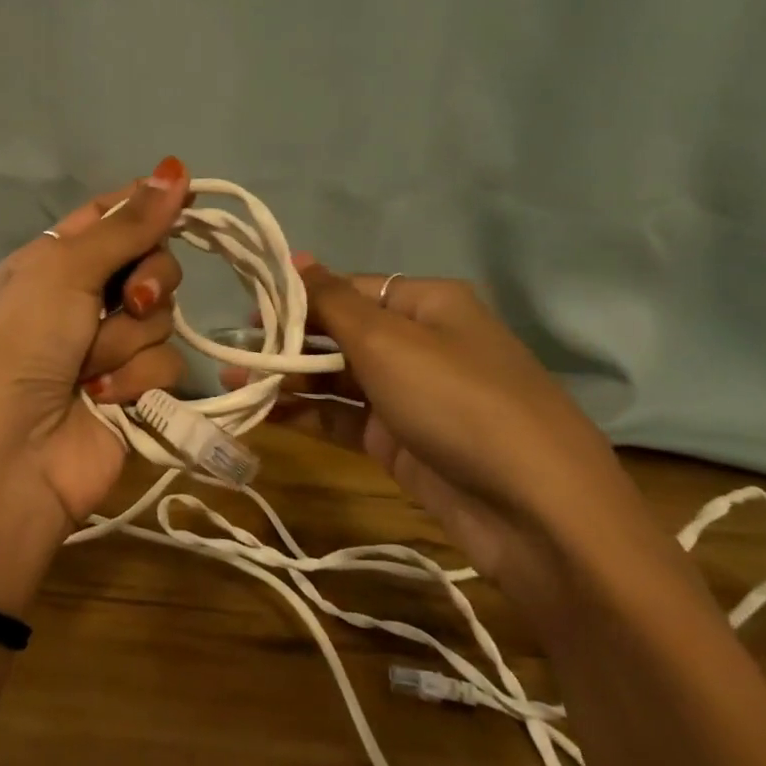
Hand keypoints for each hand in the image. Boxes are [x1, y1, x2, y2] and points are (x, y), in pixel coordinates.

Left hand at [0, 158, 191, 530]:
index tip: (188, 198)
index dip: (149, 204)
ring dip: (127, 343)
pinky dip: (135, 382)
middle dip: (148, 281)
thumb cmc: (19, 348)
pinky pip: (168, 366)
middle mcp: (85, 297)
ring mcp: (112, 347)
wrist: (7, 461)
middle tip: (126, 301)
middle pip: (153, 262)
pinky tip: (102, 401)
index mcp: (55, 259)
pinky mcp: (136, 392)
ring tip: (88, 371)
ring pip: (163, 317)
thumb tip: (175, 167)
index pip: (114, 215)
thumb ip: (126, 225)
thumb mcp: (62, 272)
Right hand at [225, 259, 660, 612]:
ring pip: (337, 379)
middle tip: (231, 353)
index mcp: (426, 303)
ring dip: (287, 380)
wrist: (534, 510)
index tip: (247, 308)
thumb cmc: (457, 400)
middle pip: (340, 333)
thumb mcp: (388, 341)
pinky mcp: (400, 442)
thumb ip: (332, 301)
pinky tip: (263, 415)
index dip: (298, 296)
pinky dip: (306, 415)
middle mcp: (419, 343)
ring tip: (232, 384)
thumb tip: (296, 255)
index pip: (349, 288)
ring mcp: (409, 396)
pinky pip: (343, 418)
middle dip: (286, 342)